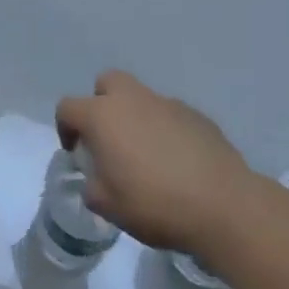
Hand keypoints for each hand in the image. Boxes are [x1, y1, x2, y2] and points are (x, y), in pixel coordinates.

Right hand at [54, 71, 261, 253]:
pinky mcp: (198, 116)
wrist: (223, 206)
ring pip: (141, 98)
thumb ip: (92, 185)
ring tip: (146, 155)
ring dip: (135, 117)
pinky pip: (170, 115)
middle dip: (101, 103)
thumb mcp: (106, 205)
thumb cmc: (154, 204)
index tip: (76, 152)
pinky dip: (165, 130)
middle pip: (107, 82)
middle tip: (108, 138)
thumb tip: (97, 178)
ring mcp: (168, 104)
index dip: (65, 128)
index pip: (68, 107)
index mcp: (102, 116)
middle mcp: (133, 100)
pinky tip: (176, 161)